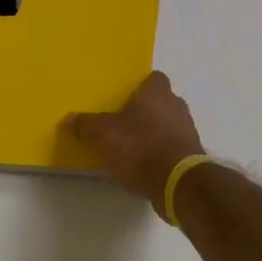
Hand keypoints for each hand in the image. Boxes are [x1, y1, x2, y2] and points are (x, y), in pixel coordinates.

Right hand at [64, 71, 204, 209]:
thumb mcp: (102, 135)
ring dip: (154, 133)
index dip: (141, 86)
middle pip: (161, 102)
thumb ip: (86, 125)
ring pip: (169, 124)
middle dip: (145, 111)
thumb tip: (69, 118)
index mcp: (157, 93)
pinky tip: (145, 166)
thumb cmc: (139, 147)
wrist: (176, 182)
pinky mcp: (192, 155)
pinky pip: (173, 147)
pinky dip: (161, 153)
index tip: (125, 97)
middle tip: (124, 123)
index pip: (154, 78)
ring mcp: (188, 130)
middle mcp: (177, 106)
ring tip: (133, 147)